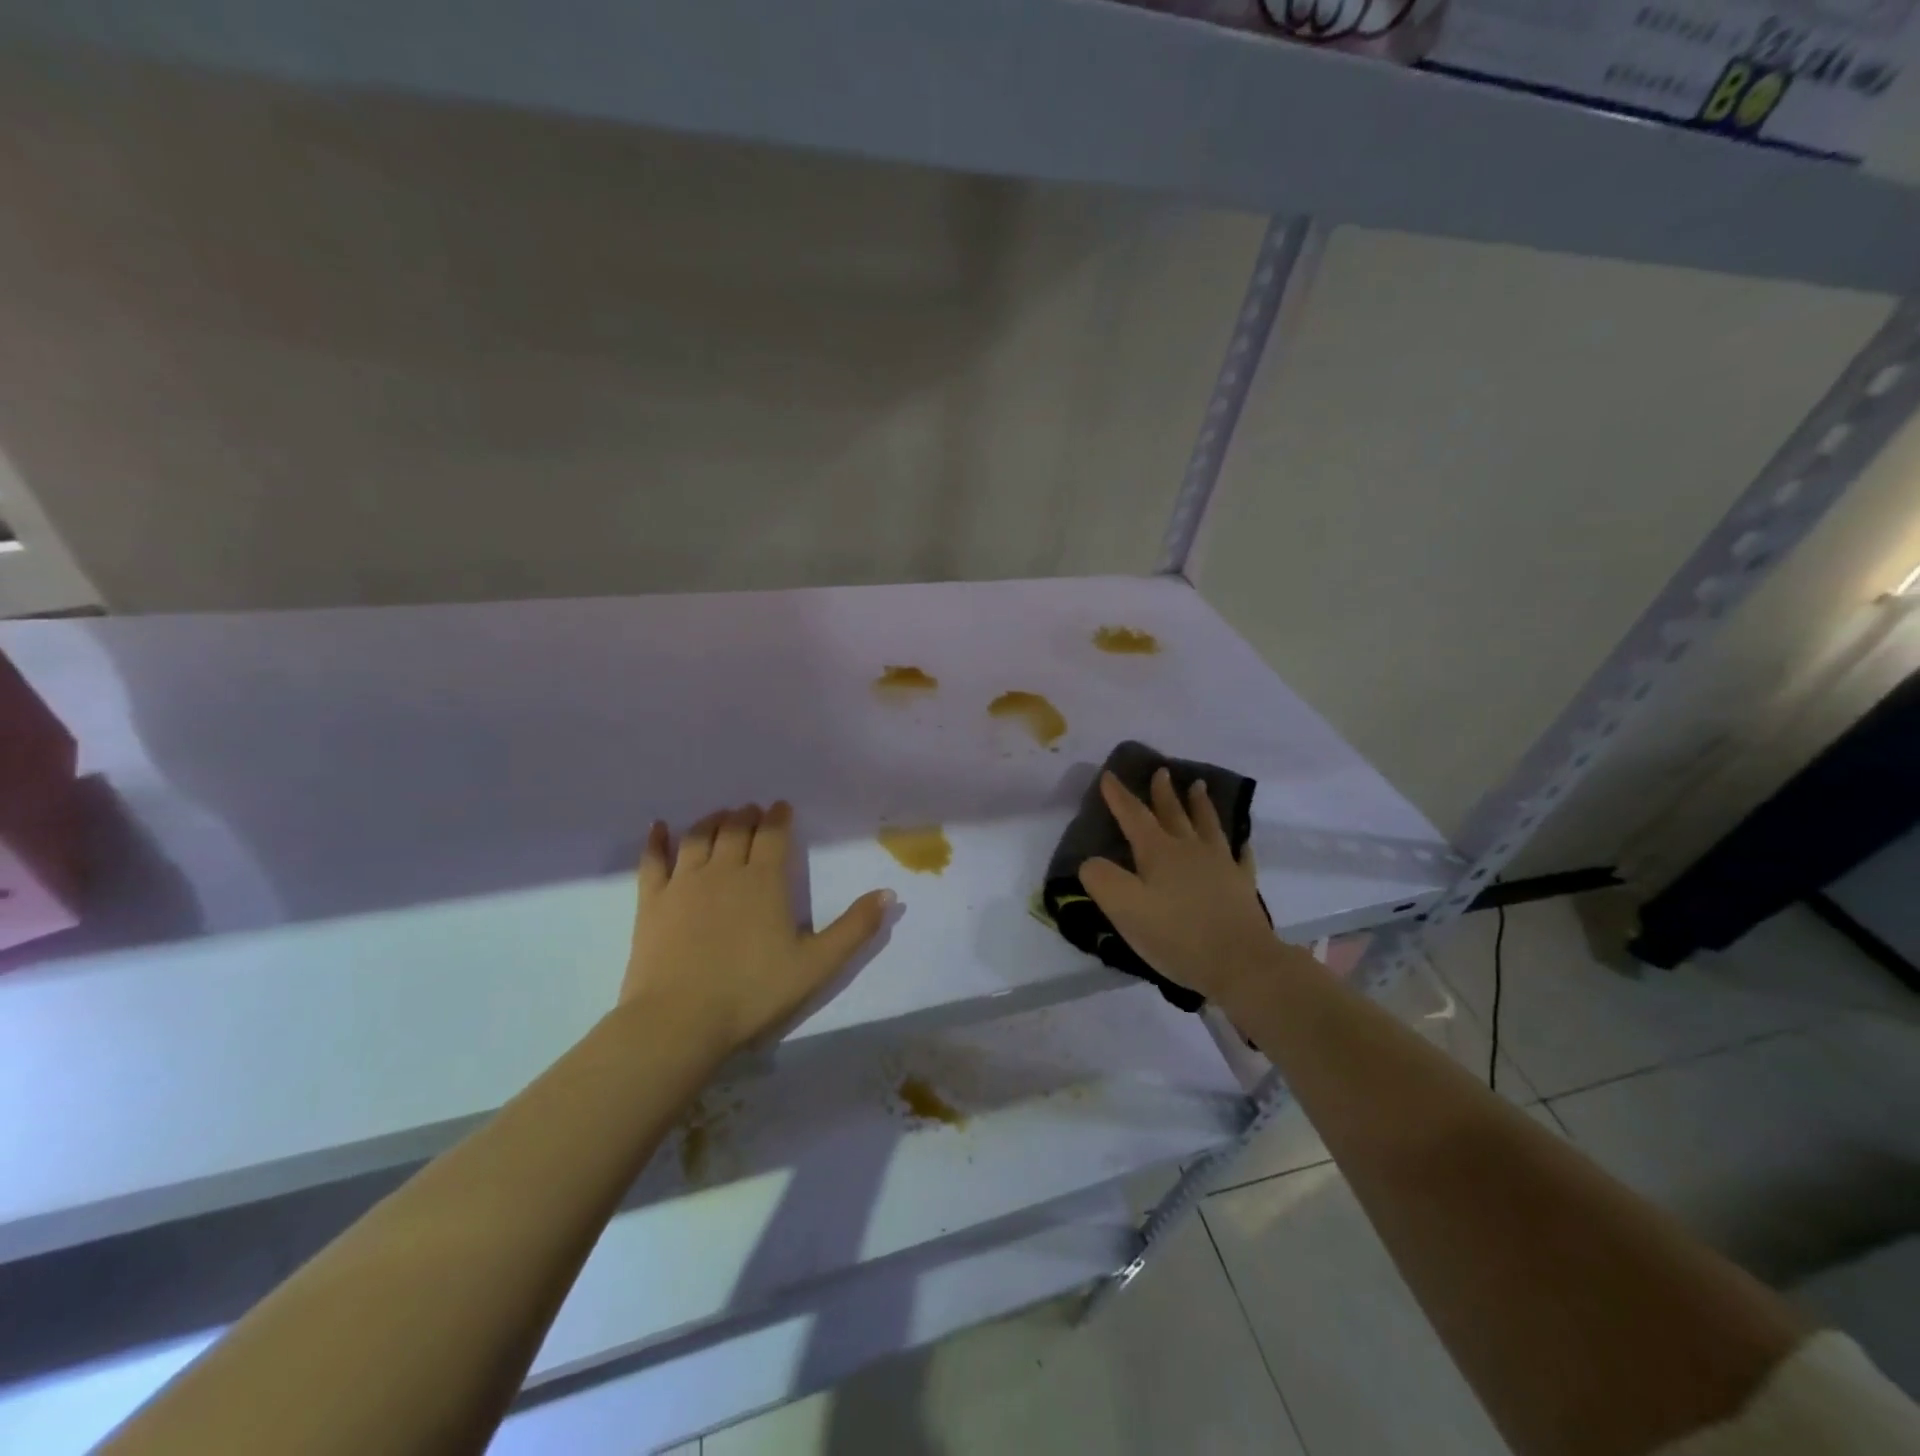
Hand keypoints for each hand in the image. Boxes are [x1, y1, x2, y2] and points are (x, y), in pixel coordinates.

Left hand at [622, 802, 891, 1053]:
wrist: (680, 1020)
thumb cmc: (753, 992)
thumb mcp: (816, 965)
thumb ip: (854, 927)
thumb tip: (889, 893)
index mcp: (765, 881)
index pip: (774, 835)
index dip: (779, 817)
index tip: (782, 807)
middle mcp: (724, 870)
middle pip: (736, 829)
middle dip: (747, 815)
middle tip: (753, 810)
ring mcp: (684, 882)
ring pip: (699, 837)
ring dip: (712, 820)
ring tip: (720, 815)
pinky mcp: (652, 901)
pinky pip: (653, 859)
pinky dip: (657, 839)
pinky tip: (659, 826)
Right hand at [1079, 769, 1281, 1006]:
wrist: (1241, 963)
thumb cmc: (1176, 936)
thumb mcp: (1124, 909)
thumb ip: (1101, 880)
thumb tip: (1090, 862)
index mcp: (1158, 852)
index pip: (1134, 816)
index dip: (1119, 796)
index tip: (1109, 775)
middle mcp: (1190, 849)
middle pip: (1173, 813)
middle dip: (1163, 793)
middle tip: (1161, 771)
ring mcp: (1221, 865)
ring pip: (1208, 825)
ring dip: (1200, 805)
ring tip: (1199, 786)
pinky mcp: (1242, 885)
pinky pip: (1241, 856)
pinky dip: (1238, 844)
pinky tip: (1240, 841)